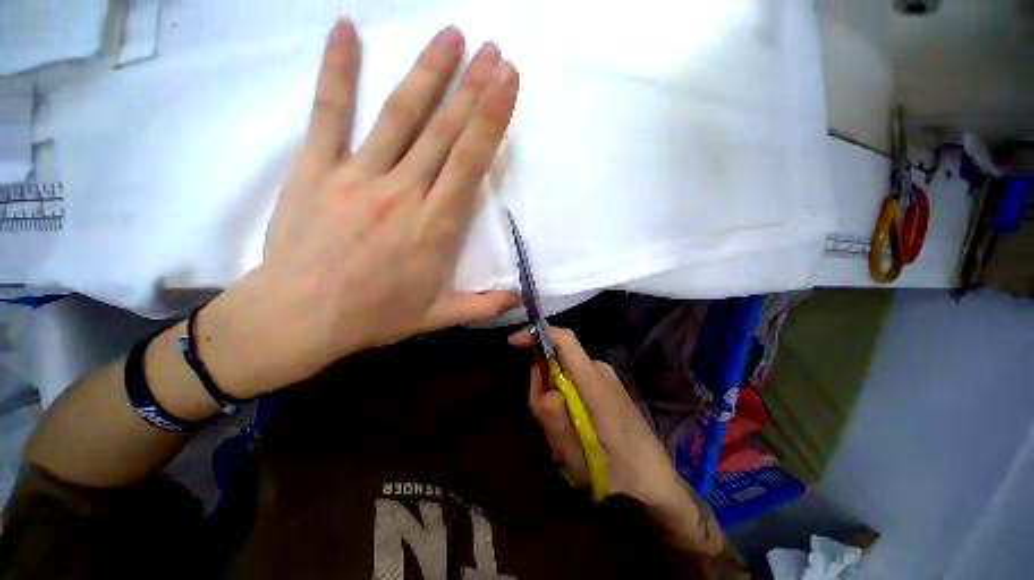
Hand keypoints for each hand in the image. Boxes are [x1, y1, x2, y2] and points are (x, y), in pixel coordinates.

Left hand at [199, 20, 519, 397]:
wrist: (299, 317)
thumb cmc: (374, 317)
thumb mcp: (436, 317)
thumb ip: (480, 306)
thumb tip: (517, 301)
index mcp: (433, 227)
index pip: (468, 163)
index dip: (490, 120)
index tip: (507, 82)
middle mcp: (401, 193)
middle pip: (442, 132)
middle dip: (471, 88)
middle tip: (493, 50)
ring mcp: (355, 176)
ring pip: (399, 116)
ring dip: (427, 72)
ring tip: (451, 36)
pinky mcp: (315, 170)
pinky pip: (327, 113)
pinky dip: (337, 70)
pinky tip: (345, 29)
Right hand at [509, 326, 682, 507]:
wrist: (655, 476)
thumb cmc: (620, 470)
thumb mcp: (582, 459)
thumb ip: (559, 425)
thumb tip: (544, 393)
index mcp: (594, 382)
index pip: (565, 340)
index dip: (537, 334)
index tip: (513, 343)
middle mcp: (598, 370)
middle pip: (556, 361)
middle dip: (542, 386)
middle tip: (546, 425)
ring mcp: (603, 376)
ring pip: (562, 373)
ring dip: (553, 399)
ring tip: (563, 436)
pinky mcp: (604, 384)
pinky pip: (573, 381)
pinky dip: (564, 400)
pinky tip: (572, 430)